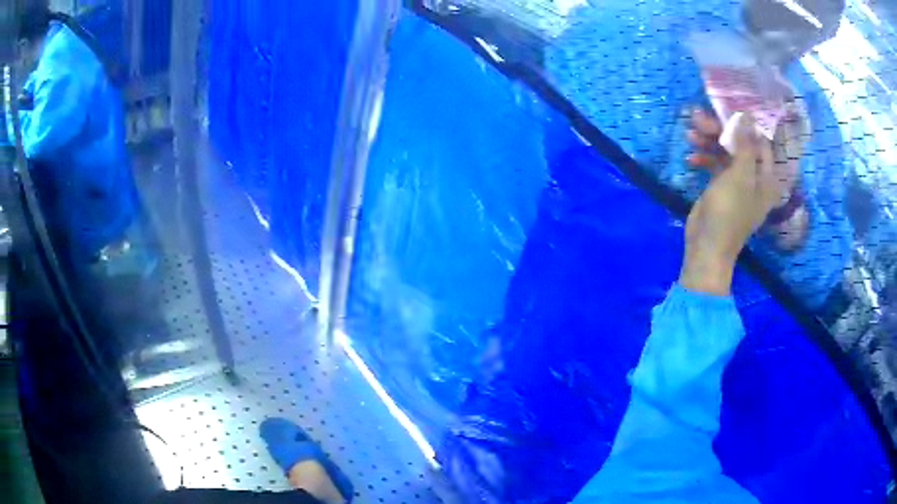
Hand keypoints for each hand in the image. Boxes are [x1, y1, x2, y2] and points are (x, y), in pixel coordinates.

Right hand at [680, 112, 780, 294]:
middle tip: (699, 119)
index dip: (745, 124)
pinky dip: (704, 158)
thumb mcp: (740, 176)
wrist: (707, 246)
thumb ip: (745, 145)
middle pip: (740, 144)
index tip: (726, 109)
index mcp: (767, 177)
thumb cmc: (729, 212)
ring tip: (690, 134)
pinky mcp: (721, 186)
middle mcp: (755, 177)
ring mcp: (737, 182)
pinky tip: (690, 158)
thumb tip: (748, 115)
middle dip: (720, 131)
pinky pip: (715, 164)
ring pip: (725, 152)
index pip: (760, 141)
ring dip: (708, 142)